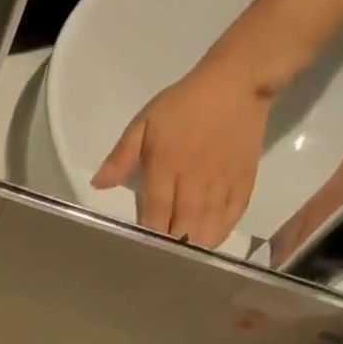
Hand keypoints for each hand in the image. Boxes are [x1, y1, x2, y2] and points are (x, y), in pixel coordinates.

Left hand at [92, 57, 272, 248]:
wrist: (239, 80)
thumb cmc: (184, 104)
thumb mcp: (143, 124)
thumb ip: (121, 157)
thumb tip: (98, 185)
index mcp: (167, 169)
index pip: (156, 215)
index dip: (148, 238)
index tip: (137, 252)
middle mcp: (195, 181)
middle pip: (183, 228)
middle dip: (171, 248)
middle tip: (158, 263)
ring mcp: (222, 182)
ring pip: (209, 227)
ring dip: (195, 247)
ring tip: (181, 261)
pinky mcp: (244, 178)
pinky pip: (233, 214)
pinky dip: (221, 232)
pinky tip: (208, 242)